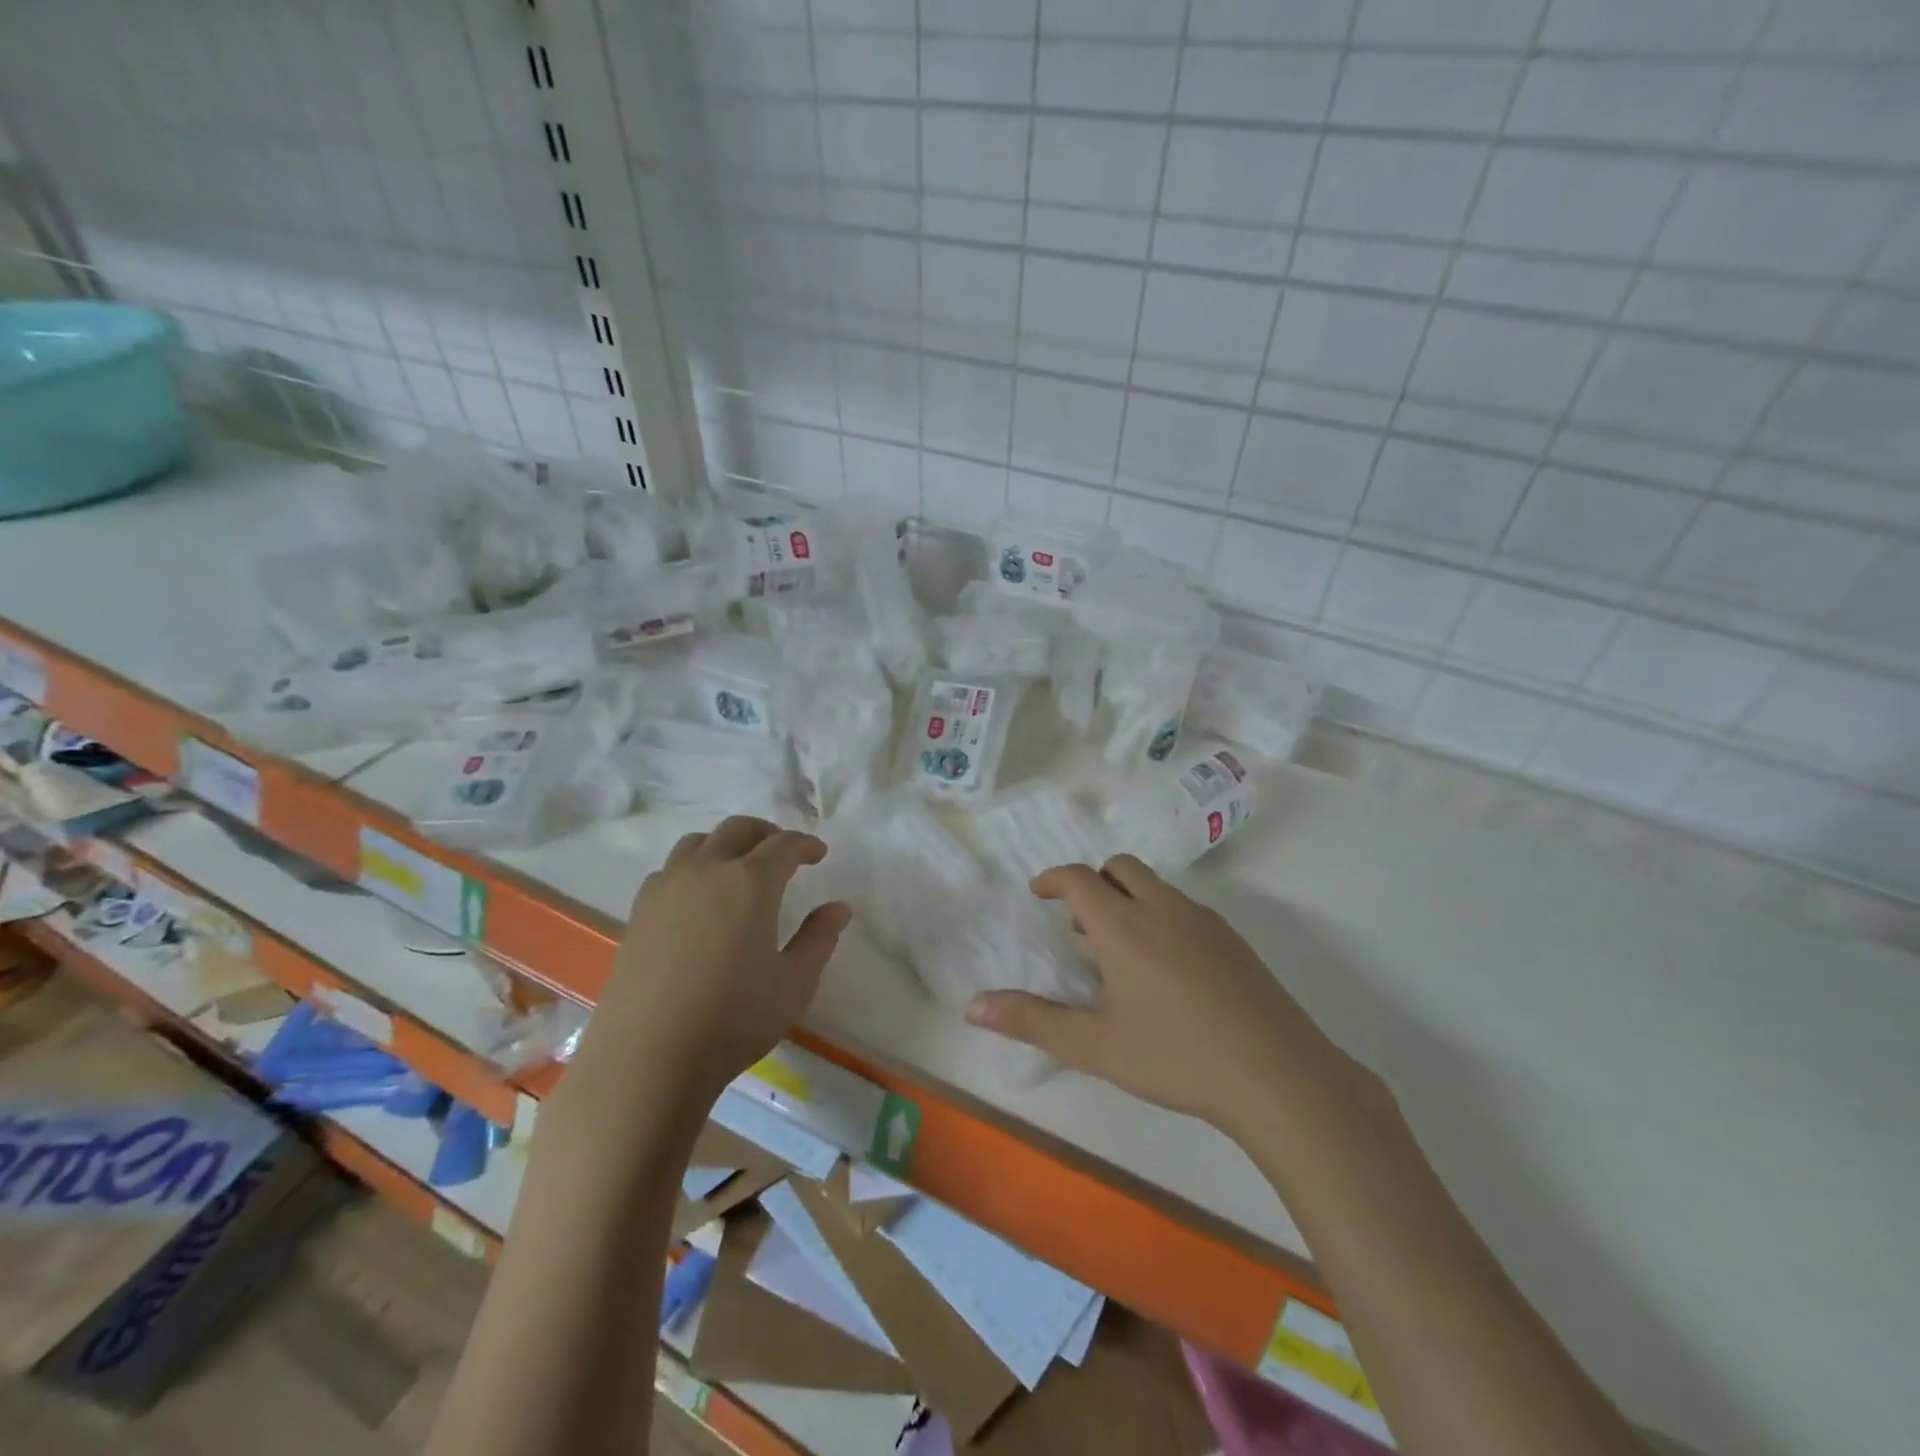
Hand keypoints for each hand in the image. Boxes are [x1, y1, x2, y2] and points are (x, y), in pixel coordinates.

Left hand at [573, 816, 851, 1105]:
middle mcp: (707, 871)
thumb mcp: (794, 983)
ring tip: (738, 869)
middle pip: (738, 829)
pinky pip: (670, 870)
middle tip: (783, 854)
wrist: (646, 1059)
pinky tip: (698, 900)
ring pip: (697, 843)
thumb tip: (837, 908)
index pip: (784, 844)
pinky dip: (692, 869)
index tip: (818, 854)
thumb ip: (819, 939)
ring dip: (725, 845)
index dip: (805, 844)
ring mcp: (666, 888)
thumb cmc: (733, 1019)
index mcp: (750, 882)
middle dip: (766, 834)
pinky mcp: (638, 911)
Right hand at [965, 855, 1352, 1135]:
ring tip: (1122, 954)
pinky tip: (1169, 973)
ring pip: (1156, 887)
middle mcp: (1163, 908)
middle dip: (1093, 882)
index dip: (1053, 878)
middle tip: (1081, 925)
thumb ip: (1032, 1022)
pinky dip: (1162, 918)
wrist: (1278, 1075)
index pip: (1078, 878)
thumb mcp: (1094, 1046)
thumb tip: (973, 1007)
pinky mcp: (1234, 941)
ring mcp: (1204, 921)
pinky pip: (1184, 909)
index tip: (1038, 891)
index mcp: (1124, 925)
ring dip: (1129, 900)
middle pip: (1120, 867)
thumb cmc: (1175, 1057)